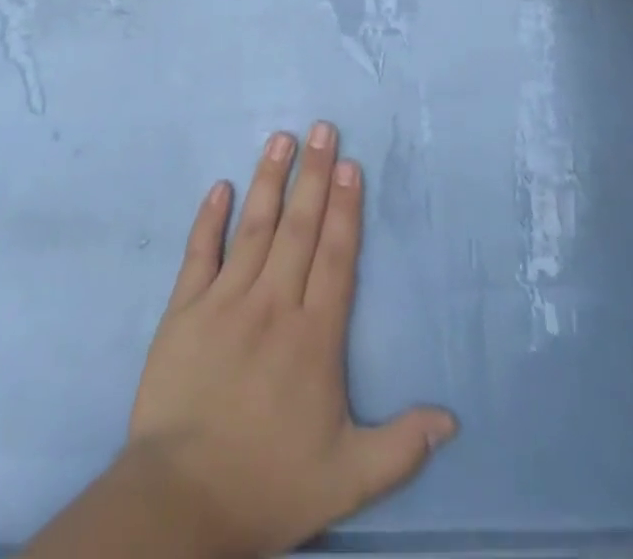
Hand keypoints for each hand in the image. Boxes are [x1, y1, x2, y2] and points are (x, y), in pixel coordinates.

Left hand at [124, 124, 456, 557]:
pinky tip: (220, 186)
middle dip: (313, 175)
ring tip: (281, 138)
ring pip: (254, 227)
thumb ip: (401, 445)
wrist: (180, 503)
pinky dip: (209, 218)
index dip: (344, 208)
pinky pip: (200, 253)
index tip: (349, 165)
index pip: (335, 256)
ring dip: (269, 179)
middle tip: (322, 128)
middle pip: (298, 228)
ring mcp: (225, 302)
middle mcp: (273, 305)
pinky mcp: (185, 310)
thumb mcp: (348, 479)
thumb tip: (452, 419)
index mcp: (314, 336)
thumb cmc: (268, 485)